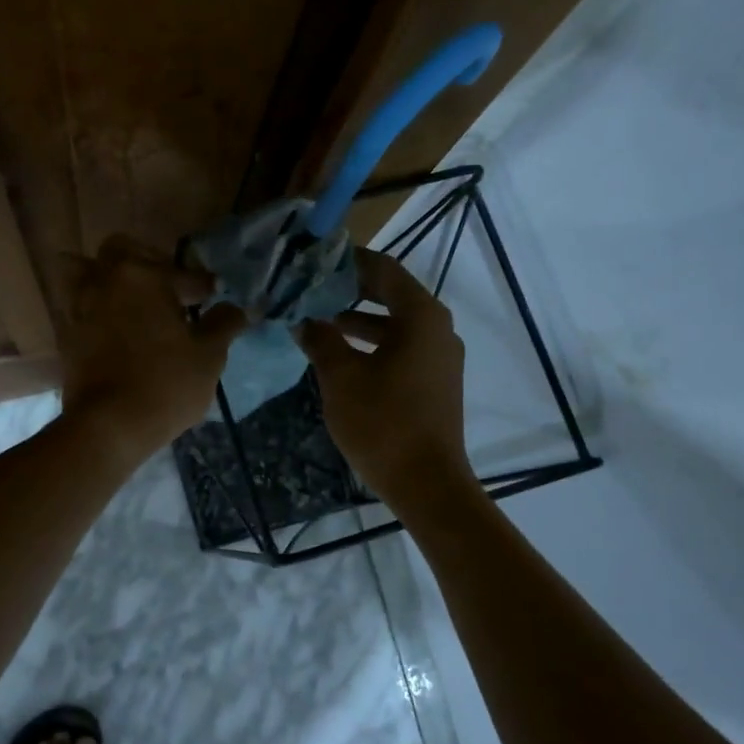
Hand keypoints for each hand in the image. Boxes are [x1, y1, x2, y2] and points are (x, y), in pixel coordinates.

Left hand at [59, 236, 247, 468]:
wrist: (109, 425)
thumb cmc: (166, 384)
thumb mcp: (209, 355)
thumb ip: (224, 323)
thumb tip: (236, 308)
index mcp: (144, 275)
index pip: (182, 273)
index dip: (203, 285)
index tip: (213, 296)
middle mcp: (107, 279)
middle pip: (123, 250)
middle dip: (149, 262)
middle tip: (169, 288)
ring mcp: (80, 304)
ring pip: (86, 270)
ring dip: (108, 277)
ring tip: (131, 299)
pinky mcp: (67, 332)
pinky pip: (77, 303)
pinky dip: (94, 305)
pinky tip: (115, 325)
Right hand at [297, 250, 475, 503]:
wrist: (427, 484)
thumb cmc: (383, 423)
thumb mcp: (341, 377)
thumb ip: (321, 340)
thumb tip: (304, 320)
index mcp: (421, 317)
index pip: (384, 270)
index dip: (350, 261)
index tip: (316, 259)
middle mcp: (438, 329)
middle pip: (392, 295)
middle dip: (351, 290)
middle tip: (313, 287)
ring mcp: (440, 357)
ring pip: (396, 324)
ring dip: (359, 320)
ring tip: (319, 320)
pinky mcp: (435, 382)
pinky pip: (402, 348)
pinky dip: (373, 344)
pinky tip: (341, 355)